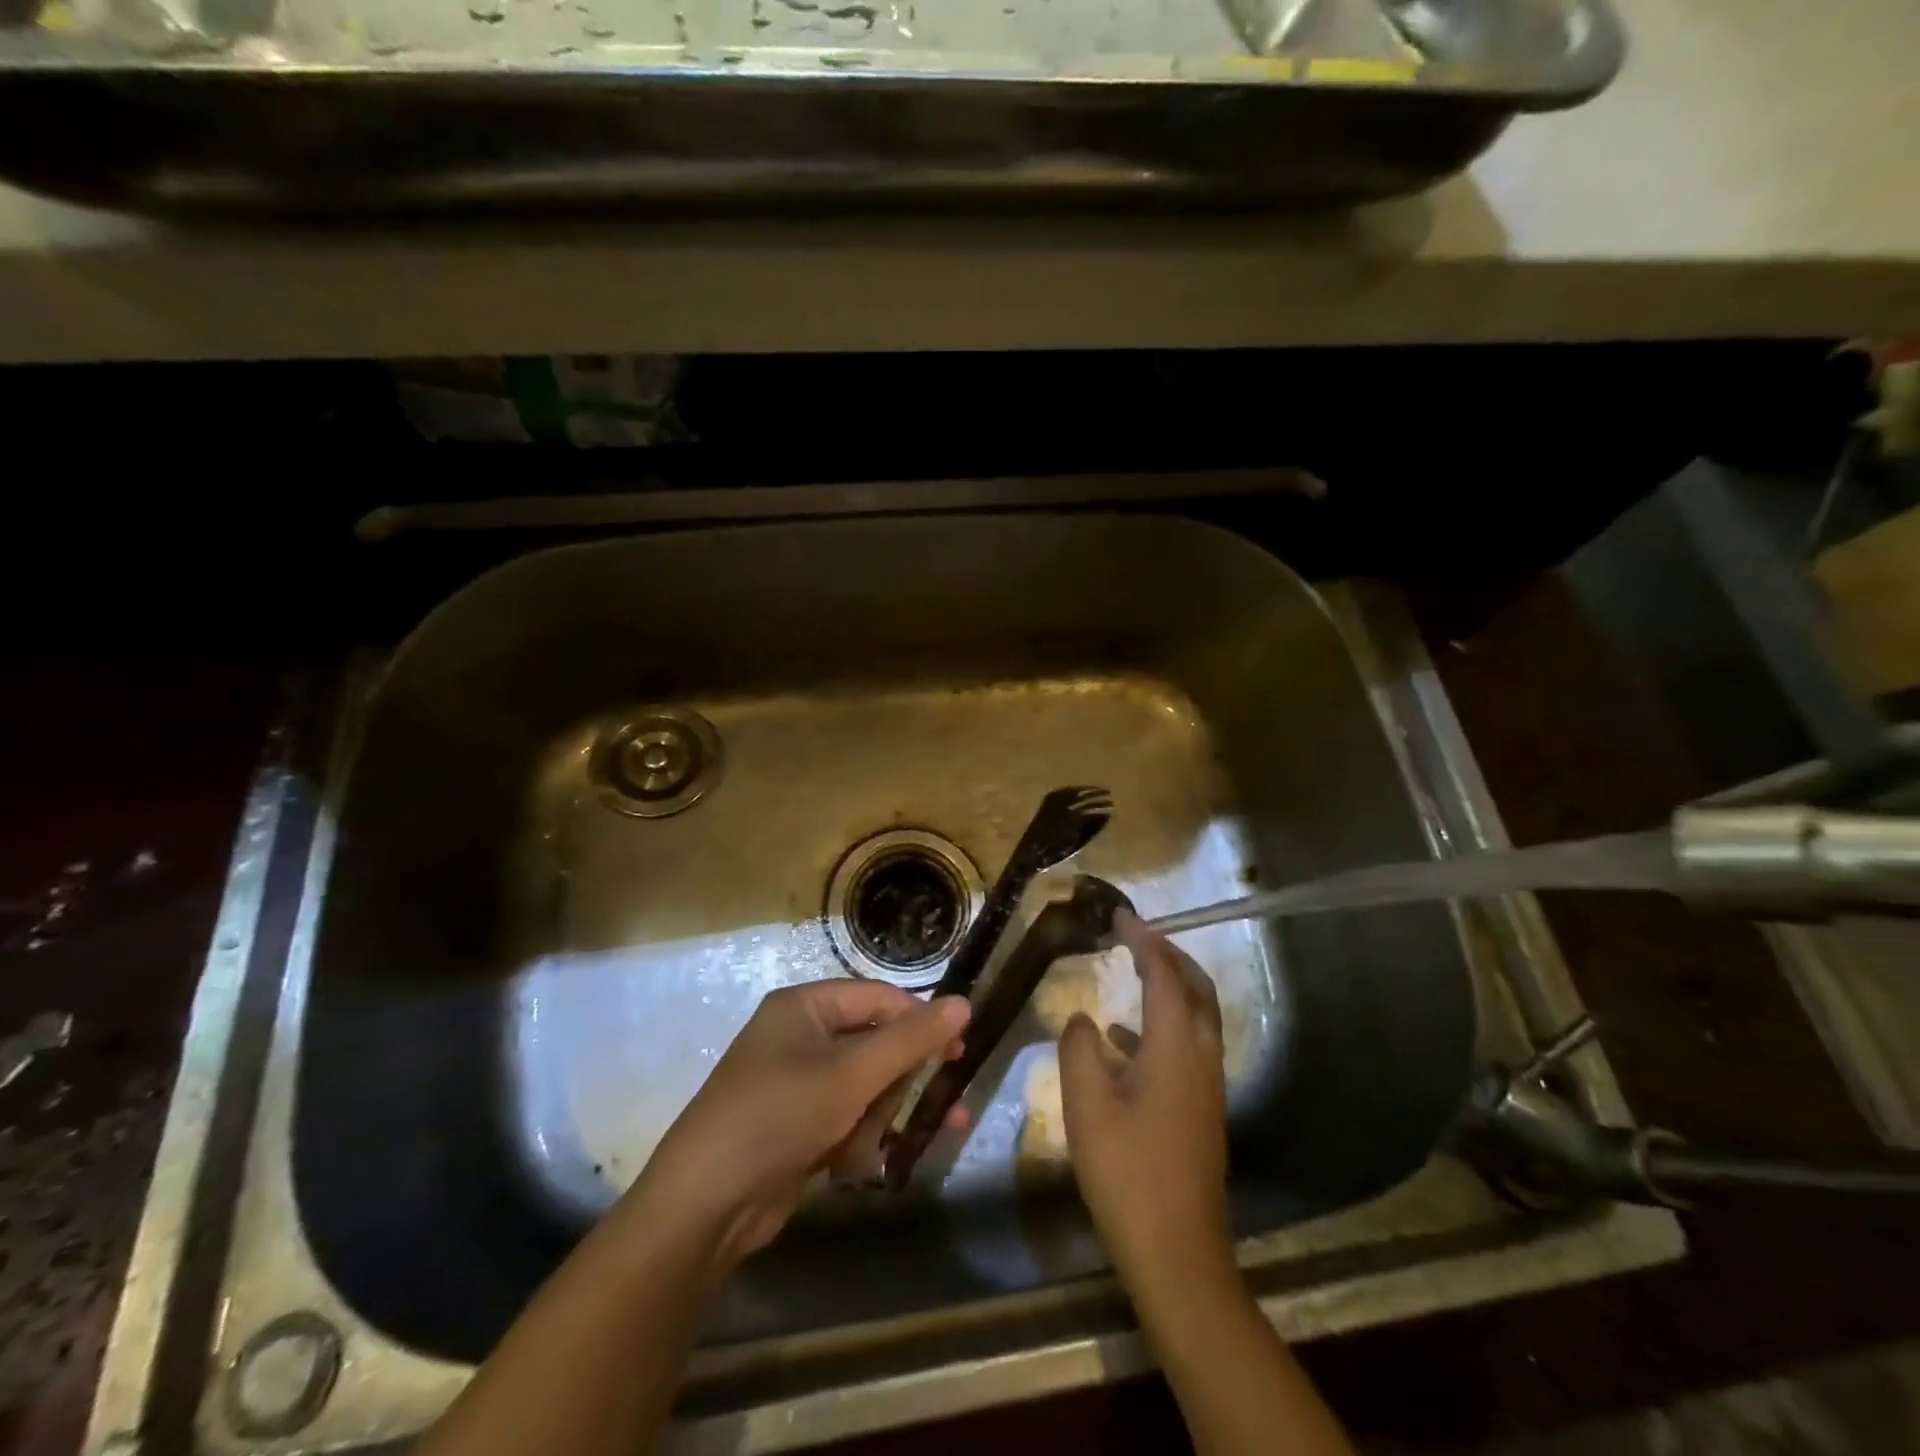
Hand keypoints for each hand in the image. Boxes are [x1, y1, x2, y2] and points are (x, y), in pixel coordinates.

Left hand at [624, 980, 970, 1271]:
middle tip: (946, 1104)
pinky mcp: (794, 1127)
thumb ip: (911, 1040)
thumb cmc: (780, 1116)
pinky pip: (843, 1119)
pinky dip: (857, 1140)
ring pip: (862, 1087)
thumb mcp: (851, 1074)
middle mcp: (799, 1037)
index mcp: (804, 1007)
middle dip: (904, 1079)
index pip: (877, 998)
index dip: (919, 1020)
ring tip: (885, 1147)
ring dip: (882, 1116)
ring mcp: (794, 1084)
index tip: (958, 1050)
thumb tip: (964, 1003)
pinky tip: (856, 1166)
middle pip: (872, 1044)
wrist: (704, 1207)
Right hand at [1058, 911, 1231, 1289]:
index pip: (1165, 976)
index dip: (1144, 941)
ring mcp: (1207, 1088)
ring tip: (1131, 972)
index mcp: (1176, 1049)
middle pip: (1197, 989)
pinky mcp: (1202, 1111)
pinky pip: (1187, 1048)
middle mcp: (1201, 1059)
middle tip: (1136, 936)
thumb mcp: (1087, 1108)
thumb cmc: (1128, 1175)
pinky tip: (1121, 1042)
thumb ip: (1079, 1051)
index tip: (1121, 916)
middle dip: (1170, 955)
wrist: (1178, 1256)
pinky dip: (1161, 1027)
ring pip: (1197, 1018)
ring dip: (1170, 987)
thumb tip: (1082, 1019)